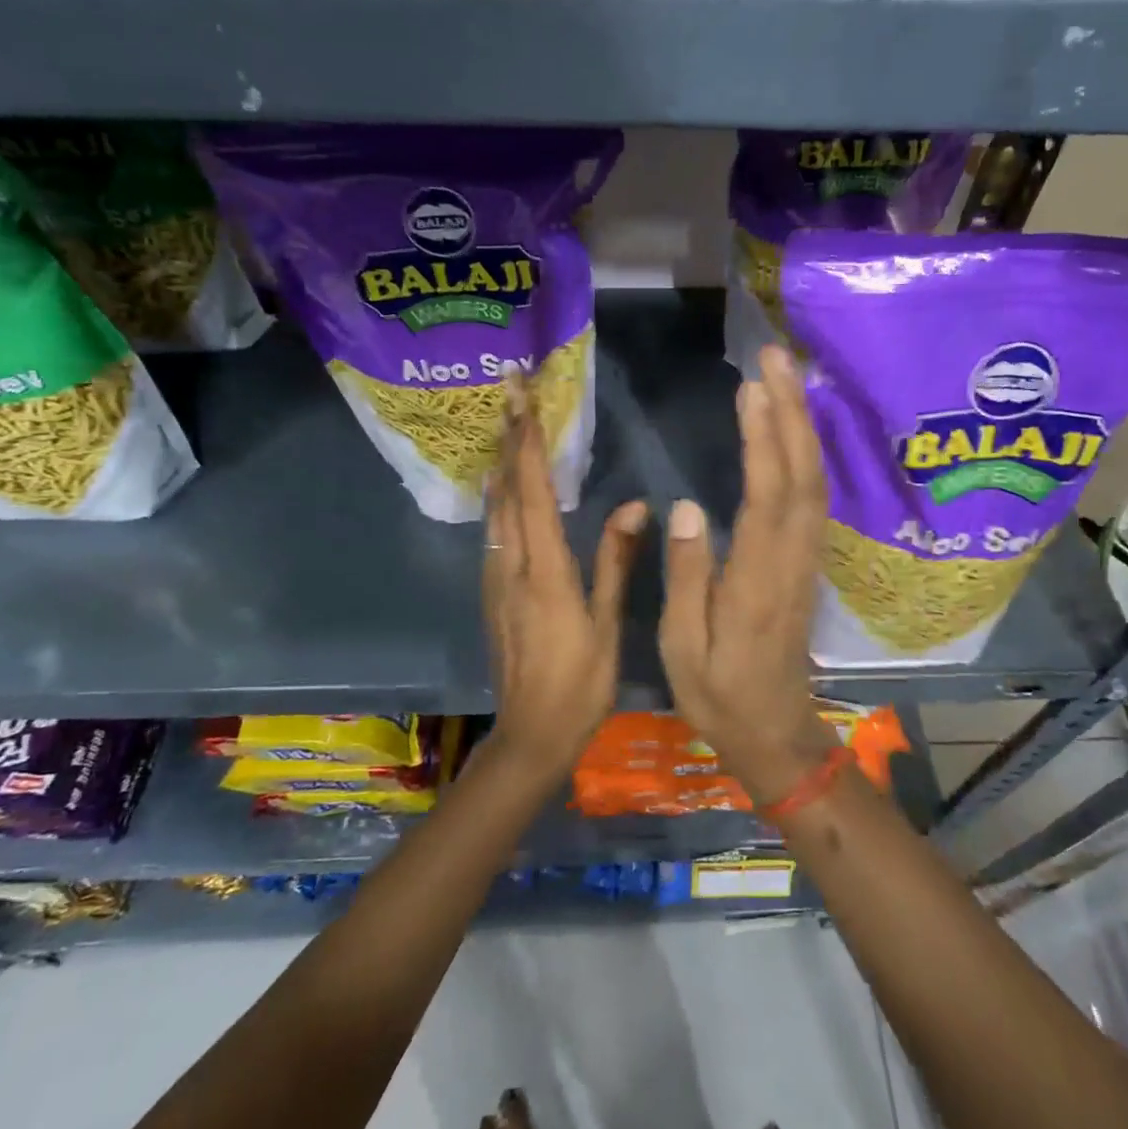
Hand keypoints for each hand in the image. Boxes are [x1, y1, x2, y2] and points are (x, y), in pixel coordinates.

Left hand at [483, 377, 646, 770]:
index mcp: (544, 571)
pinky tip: (503, 489)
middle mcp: (511, 566)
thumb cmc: (579, 683)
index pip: (533, 493)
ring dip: (500, 464)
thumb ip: (615, 561)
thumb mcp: (606, 623)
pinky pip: (494, 531)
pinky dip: (499, 498)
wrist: (530, 735)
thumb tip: (635, 505)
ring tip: (506, 426)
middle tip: (508, 393)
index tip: (523, 400)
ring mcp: (495, 579)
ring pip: (494, 509)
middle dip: (507, 438)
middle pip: (506, 490)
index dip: (528, 444)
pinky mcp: (492, 593)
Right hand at [659, 345, 838, 805]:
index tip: (750, 389)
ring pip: (814, 482)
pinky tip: (794, 428)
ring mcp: (806, 560)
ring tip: (783, 376)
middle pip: (802, 475)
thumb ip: (689, 576)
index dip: (762, 441)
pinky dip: (807, 454)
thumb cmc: (720, 696)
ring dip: (802, 425)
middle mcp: (791, 560)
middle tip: (774, 356)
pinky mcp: (807, 562)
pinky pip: (814, 497)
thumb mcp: (684, 649)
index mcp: (757, 581)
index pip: (767, 498)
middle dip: (791, 412)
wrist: (777, 734)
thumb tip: (686, 507)